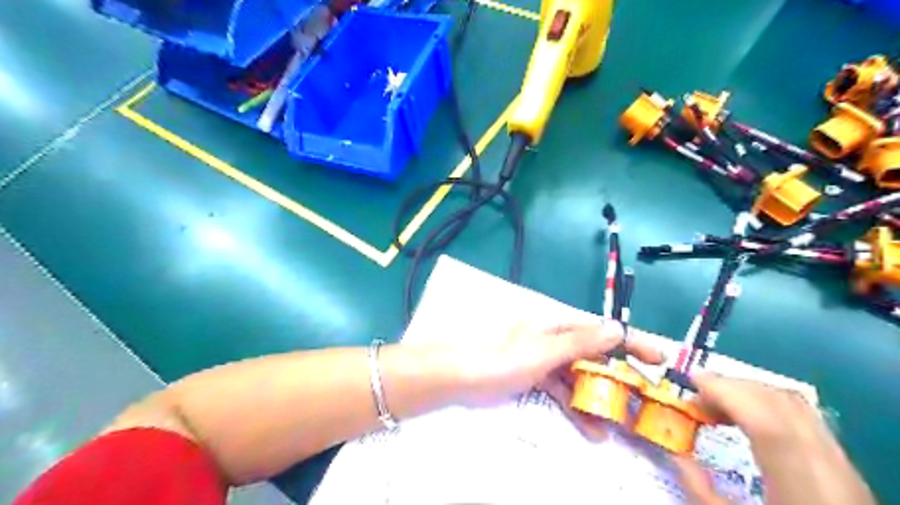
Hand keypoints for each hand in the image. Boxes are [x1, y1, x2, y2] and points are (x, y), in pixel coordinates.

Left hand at [459, 323, 659, 437]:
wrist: (460, 375)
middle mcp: (553, 338)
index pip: (602, 331)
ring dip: (597, 399)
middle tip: (644, 401)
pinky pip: (560, 390)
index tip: (659, 359)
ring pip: (578, 377)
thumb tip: (617, 328)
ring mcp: (543, 359)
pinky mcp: (533, 376)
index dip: (631, 343)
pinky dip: (574, 406)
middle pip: (593, 355)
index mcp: (557, 325)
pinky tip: (589, 429)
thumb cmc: (503, 359)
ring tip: (618, 425)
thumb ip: (581, 342)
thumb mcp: (545, 351)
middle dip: (618, 378)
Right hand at [678, 371, 875, 504]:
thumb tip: (676, 454)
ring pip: (794, 404)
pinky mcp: (841, 465)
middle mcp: (827, 466)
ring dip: (749, 393)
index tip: (691, 381)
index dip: (726, 392)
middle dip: (732, 387)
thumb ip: (701, 492)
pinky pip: (802, 416)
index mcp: (803, 486)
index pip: (767, 420)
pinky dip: (768, 404)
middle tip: (697, 396)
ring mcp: (839, 463)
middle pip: (780, 402)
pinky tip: (746, 419)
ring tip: (716, 404)